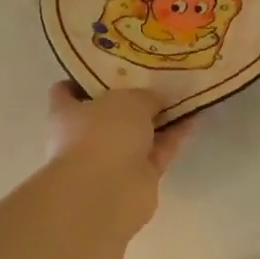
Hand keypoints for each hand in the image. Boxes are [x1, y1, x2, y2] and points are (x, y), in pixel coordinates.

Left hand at [44, 82, 191, 227]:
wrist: (109, 191)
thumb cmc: (103, 134)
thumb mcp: (127, 100)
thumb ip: (145, 96)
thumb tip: (157, 99)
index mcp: (66, 114)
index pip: (66, 92)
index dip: (84, 79)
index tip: (109, 66)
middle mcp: (86, 137)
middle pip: (109, 114)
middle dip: (132, 99)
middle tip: (157, 78)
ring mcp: (112, 160)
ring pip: (138, 135)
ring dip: (159, 119)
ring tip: (183, 95)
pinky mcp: (137, 179)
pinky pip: (157, 152)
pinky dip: (173, 138)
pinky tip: (193, 119)